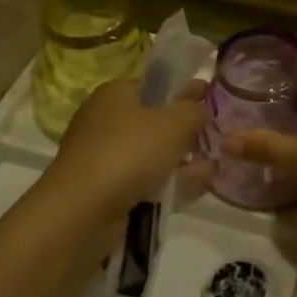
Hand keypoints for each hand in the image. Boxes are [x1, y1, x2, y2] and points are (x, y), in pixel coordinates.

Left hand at [48, 78, 207, 218]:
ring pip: (150, 153)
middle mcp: (104, 119)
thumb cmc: (129, 152)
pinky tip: (193, 189)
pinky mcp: (103, 188)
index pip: (155, 85)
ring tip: (211, 170)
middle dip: (185, 132)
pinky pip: (142, 180)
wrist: (81, 211)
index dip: (184, 93)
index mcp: (115, 93)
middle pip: (154, 121)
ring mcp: (102, 156)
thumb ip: (194, 110)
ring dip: (180, 161)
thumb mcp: (174, 123)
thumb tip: (201, 107)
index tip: (211, 104)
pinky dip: (166, 183)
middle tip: (215, 142)